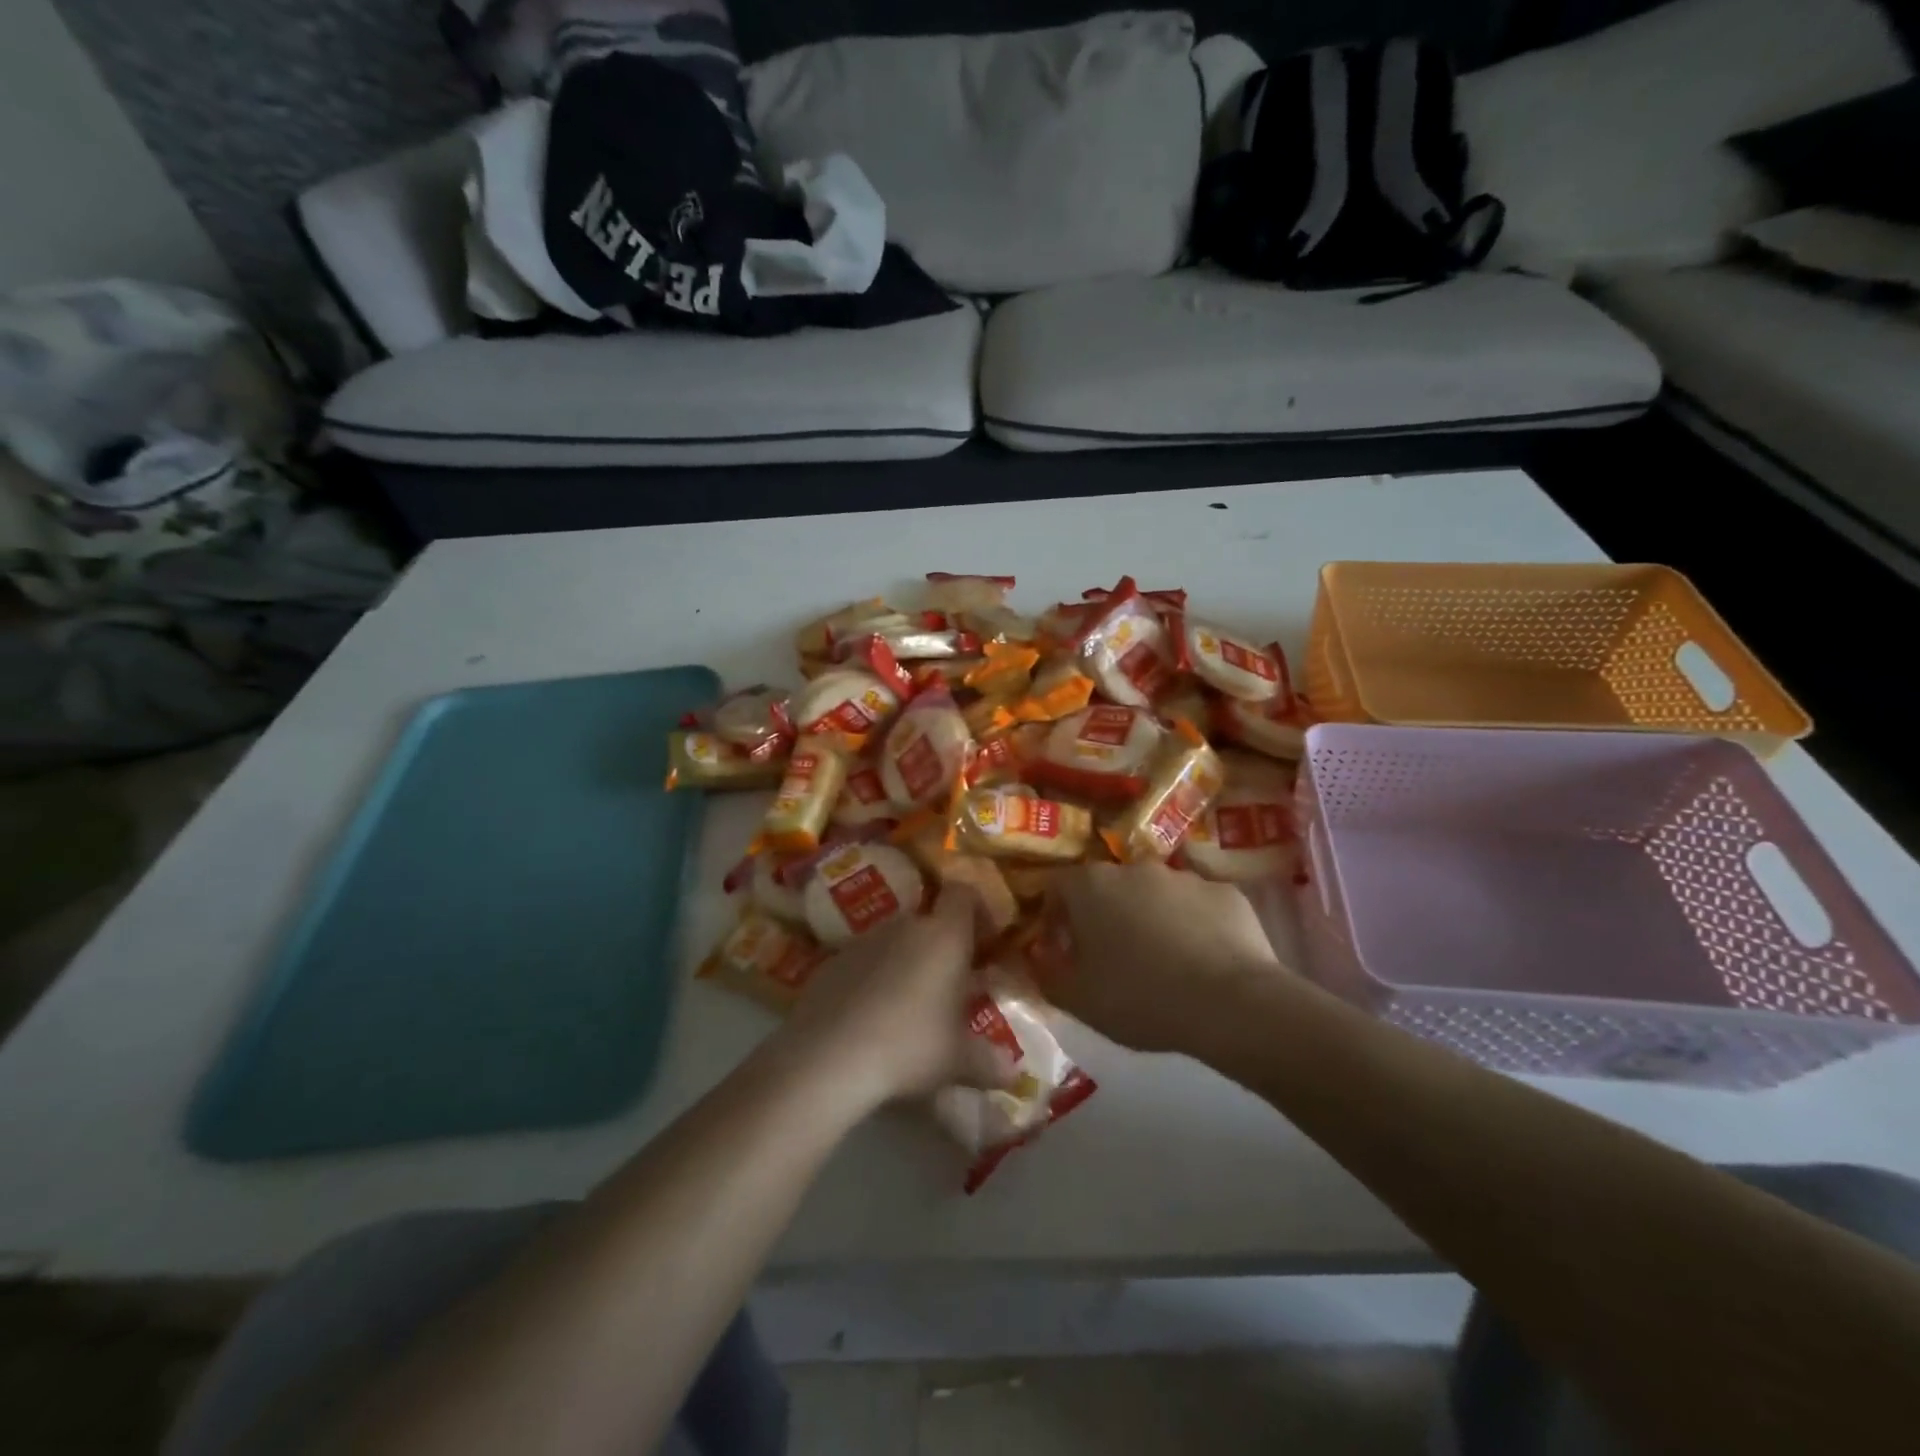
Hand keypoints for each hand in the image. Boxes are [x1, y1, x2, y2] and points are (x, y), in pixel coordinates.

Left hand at [769, 889, 1019, 1113]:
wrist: (827, 1056)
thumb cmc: (909, 1046)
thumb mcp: (957, 1061)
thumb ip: (989, 1062)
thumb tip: (1014, 1073)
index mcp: (944, 936)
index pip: (963, 894)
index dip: (976, 910)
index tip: (984, 941)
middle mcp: (906, 925)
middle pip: (929, 920)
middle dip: (941, 947)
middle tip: (950, 986)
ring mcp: (864, 940)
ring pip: (895, 941)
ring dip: (906, 963)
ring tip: (909, 1007)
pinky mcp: (831, 961)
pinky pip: (864, 962)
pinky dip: (872, 979)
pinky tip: (870, 1019)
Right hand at [1050, 862, 1290, 1056]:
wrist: (1230, 1003)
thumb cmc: (1139, 997)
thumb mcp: (1077, 1000)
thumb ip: (1047, 974)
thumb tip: (1038, 959)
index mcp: (1091, 886)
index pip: (1057, 885)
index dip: (1054, 915)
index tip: (1062, 947)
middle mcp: (1135, 868)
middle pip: (1108, 886)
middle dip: (1104, 915)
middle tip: (1111, 957)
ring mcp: (1184, 876)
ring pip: (1155, 893)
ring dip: (1149, 917)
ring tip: (1161, 961)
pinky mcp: (1226, 892)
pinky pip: (1198, 905)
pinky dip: (1193, 924)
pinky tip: (1202, 959)